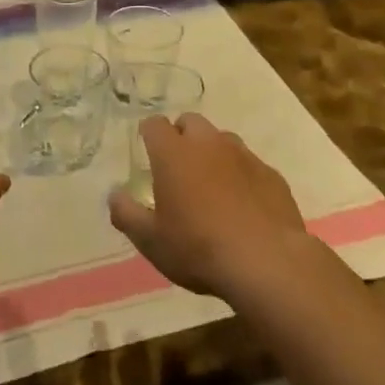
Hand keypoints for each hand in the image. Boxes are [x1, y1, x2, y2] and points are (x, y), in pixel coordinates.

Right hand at [108, 112, 313, 301]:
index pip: (155, 124)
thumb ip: (127, 214)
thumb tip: (114, 195)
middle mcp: (208, 143)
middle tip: (178, 168)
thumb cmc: (199, 249)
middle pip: (190, 122)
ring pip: (222, 139)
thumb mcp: (151, 241)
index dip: (149, 133)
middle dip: (181, 137)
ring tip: (211, 186)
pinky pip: (249, 164)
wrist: (266, 262)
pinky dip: (241, 175)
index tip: (147, 150)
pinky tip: (243, 204)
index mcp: (174, 153)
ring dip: (212, 153)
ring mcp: (243, 155)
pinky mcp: (270, 173)